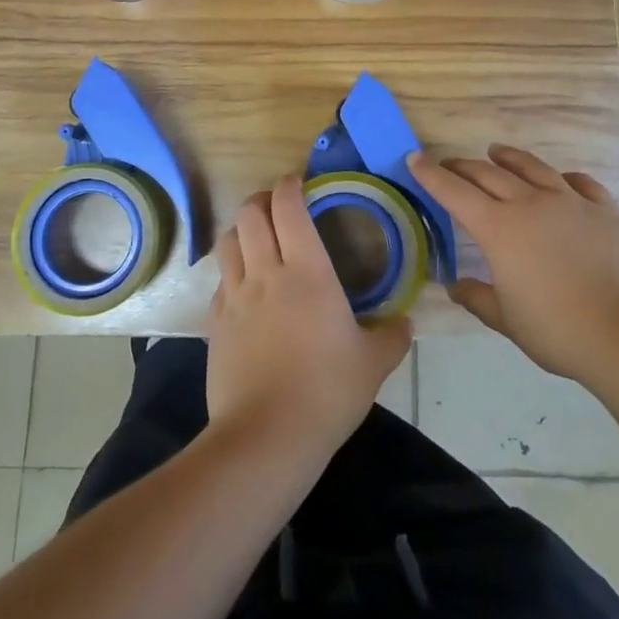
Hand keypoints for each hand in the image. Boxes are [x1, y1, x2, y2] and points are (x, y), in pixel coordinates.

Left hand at [206, 177, 410, 462]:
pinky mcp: (214, 323)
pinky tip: (243, 289)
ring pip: (228, 241)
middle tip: (277, 204)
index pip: (289, 208)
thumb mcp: (373, 364)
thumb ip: (392, 336)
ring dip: (242, 229)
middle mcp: (265, 272)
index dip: (289, 186)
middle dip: (262, 199)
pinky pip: (220, 282)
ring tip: (256, 237)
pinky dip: (231, 272)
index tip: (297, 182)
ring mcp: (234, 297)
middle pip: (251, 214)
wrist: (267, 437)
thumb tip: (404, 322)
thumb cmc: (327, 392)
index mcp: (307, 271)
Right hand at [408, 145, 618, 382]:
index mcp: (499, 229)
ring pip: (533, 168)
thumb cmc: (559, 331)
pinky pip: (579, 183)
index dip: (431, 174)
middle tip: (450, 164)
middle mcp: (530, 204)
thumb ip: (478, 298)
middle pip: (489, 174)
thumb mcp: (508, 321)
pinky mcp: (606, 209)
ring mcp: (571, 202)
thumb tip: (455, 285)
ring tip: (497, 152)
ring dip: (509, 158)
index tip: (415, 158)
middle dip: (464, 166)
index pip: (454, 192)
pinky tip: (561, 180)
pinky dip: (563, 178)